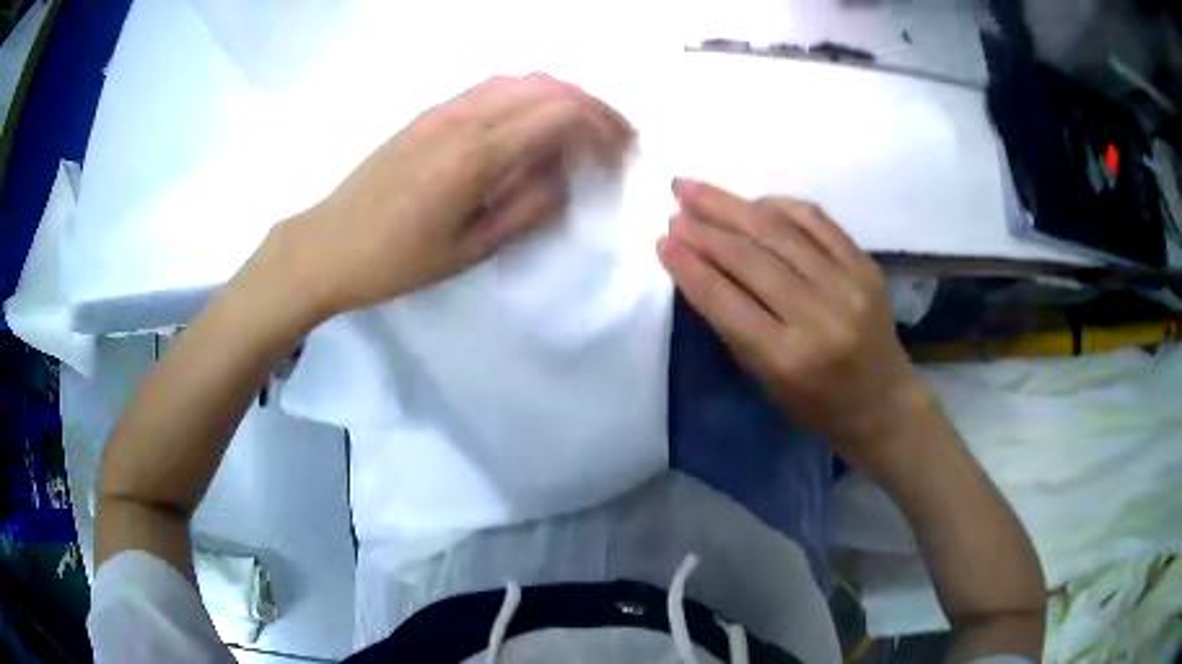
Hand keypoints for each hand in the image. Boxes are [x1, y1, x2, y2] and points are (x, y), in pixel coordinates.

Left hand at [276, 73, 632, 318]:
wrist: (327, 245)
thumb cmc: (395, 261)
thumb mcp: (469, 250)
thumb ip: (526, 208)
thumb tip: (563, 177)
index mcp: (476, 154)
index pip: (562, 114)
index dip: (603, 128)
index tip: (622, 154)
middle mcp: (464, 117)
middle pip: (550, 87)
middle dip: (595, 108)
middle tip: (615, 139)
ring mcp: (444, 109)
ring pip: (523, 80)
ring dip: (563, 97)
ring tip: (583, 129)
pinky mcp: (430, 112)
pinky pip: (493, 87)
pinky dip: (529, 96)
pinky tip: (534, 122)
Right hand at [658, 179, 928, 460]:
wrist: (882, 401)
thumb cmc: (817, 404)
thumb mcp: (764, 380)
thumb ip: (733, 324)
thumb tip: (699, 265)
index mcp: (787, 358)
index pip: (726, 300)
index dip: (689, 266)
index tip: (662, 239)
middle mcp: (819, 316)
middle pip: (751, 257)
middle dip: (705, 226)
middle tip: (675, 202)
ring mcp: (848, 285)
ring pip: (780, 230)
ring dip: (734, 205)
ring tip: (698, 188)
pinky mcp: (866, 265)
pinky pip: (817, 220)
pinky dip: (779, 204)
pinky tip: (753, 201)